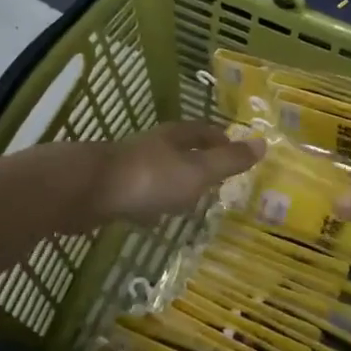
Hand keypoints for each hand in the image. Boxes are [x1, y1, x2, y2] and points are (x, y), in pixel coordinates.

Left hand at [87, 122, 263, 226]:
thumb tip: (263, 142)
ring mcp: (130, 166)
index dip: (222, 140)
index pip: (206, 131)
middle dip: (199, 161)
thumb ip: (228, 161)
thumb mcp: (197, 171)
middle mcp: (153, 145)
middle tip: (217, 180)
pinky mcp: (112, 188)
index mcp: (176, 137)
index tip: (237, 152)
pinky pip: (140, 192)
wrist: (87, 190)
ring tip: (189, 202)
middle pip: (182, 149)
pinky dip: (152, 202)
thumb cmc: (149, 178)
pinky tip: (153, 218)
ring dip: (175, 183)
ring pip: (160, 171)